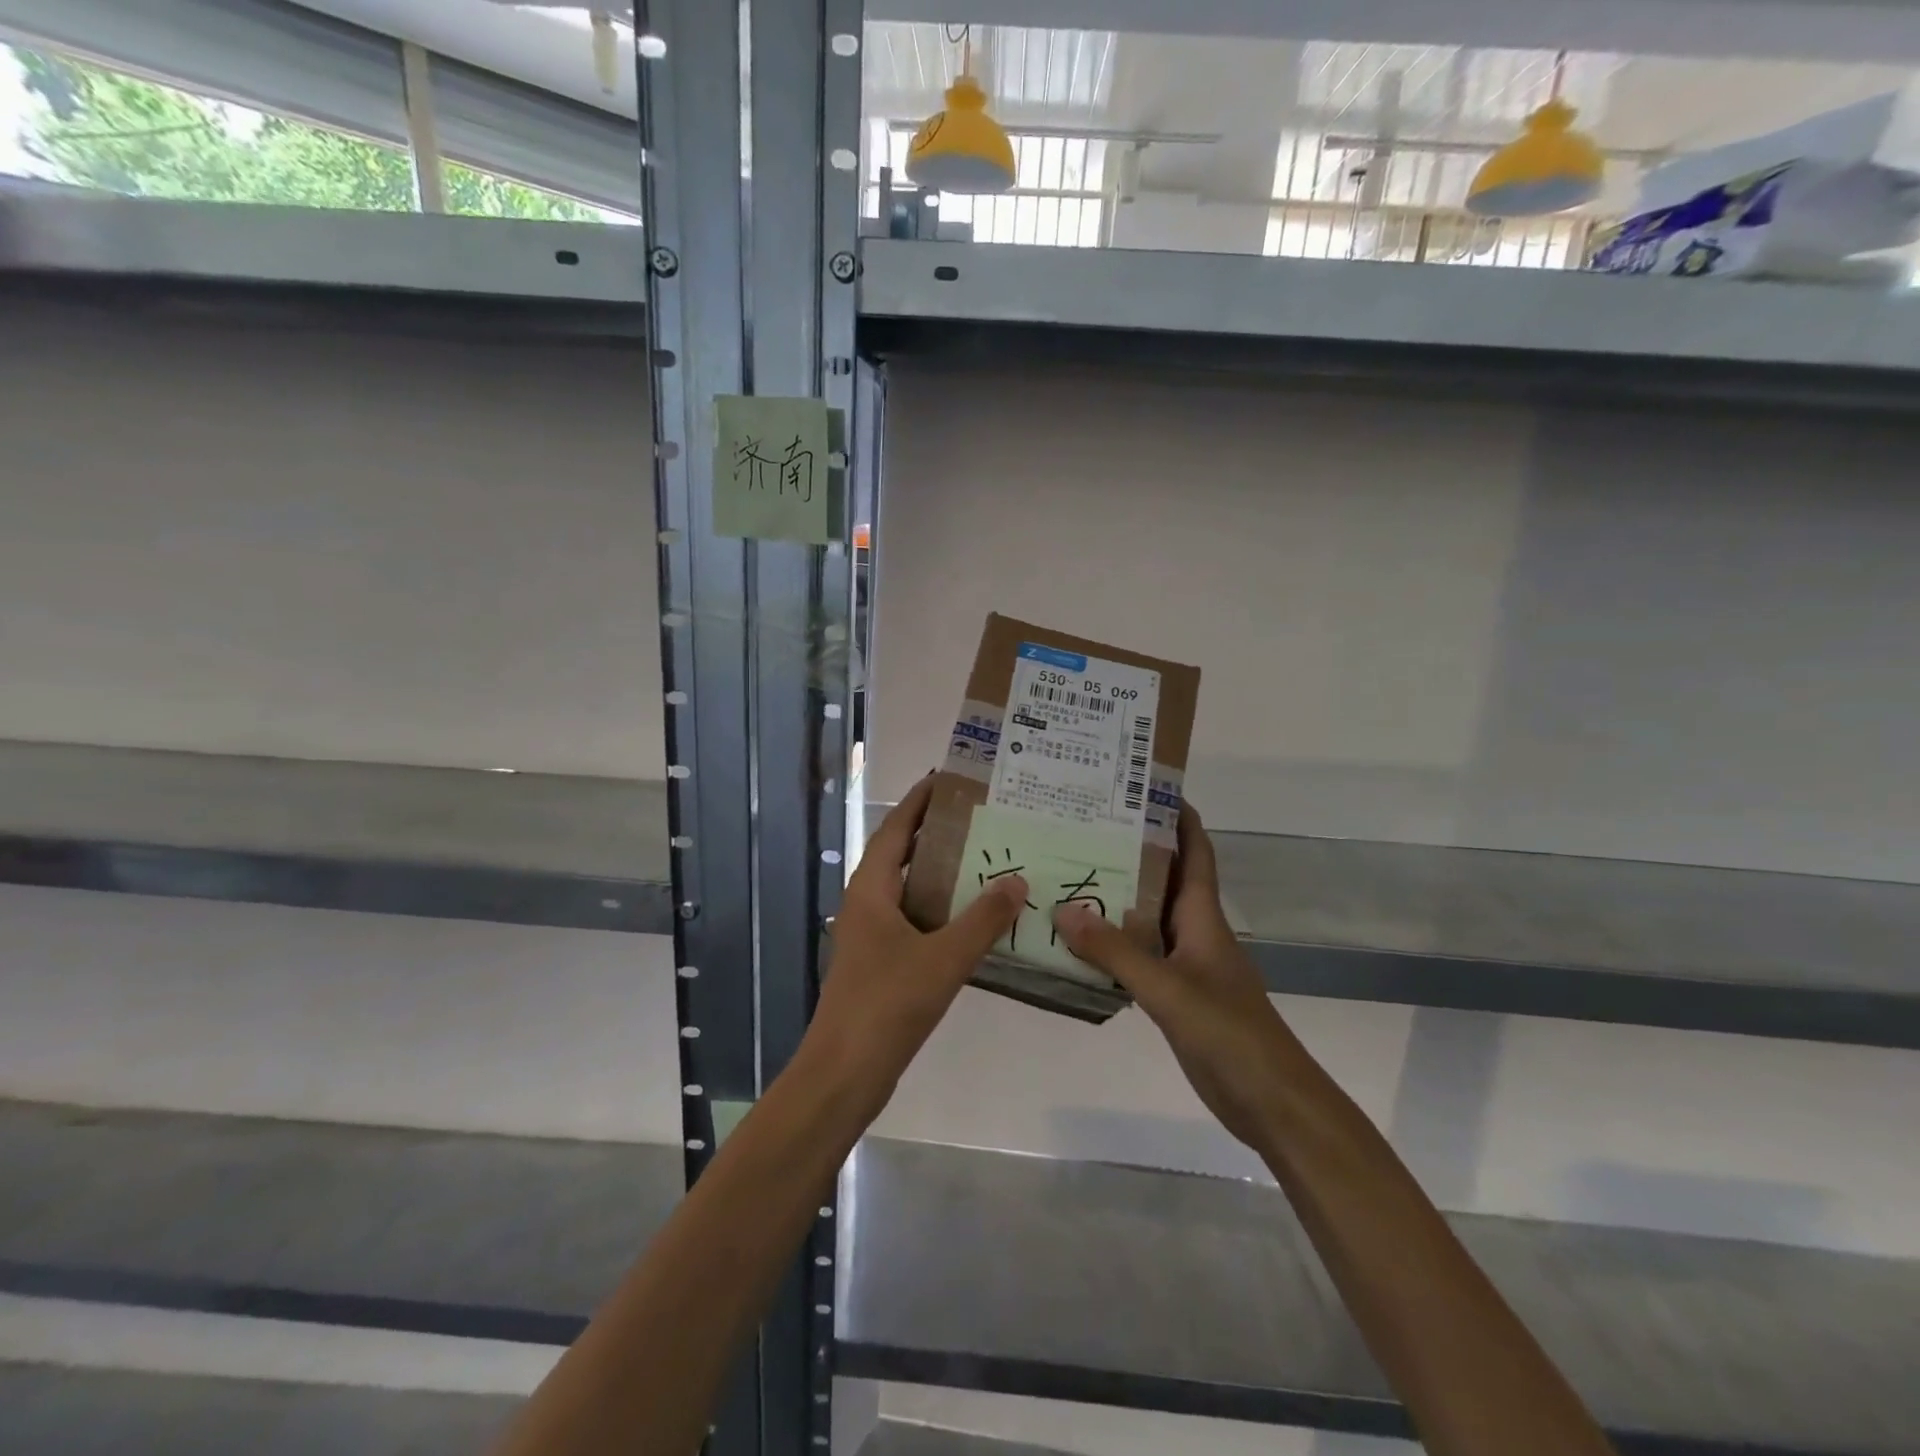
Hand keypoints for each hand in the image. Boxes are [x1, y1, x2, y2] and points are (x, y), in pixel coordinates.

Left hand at [805, 775, 1027, 1117]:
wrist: (844, 1073)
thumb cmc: (887, 1005)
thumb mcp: (944, 958)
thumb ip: (983, 919)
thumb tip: (1018, 880)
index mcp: (871, 889)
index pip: (896, 828)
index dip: (920, 801)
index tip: (949, 778)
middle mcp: (867, 902)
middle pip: (903, 854)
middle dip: (937, 833)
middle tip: (982, 817)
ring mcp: (872, 934)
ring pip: (911, 890)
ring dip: (943, 873)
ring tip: (987, 858)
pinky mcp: (881, 962)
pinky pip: (915, 920)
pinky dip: (942, 910)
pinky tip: (975, 918)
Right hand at [1053, 803, 1294, 1150]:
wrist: (1271, 1101)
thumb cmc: (1229, 1033)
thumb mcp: (1168, 988)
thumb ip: (1115, 952)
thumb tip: (1062, 909)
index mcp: (1203, 917)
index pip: (1195, 852)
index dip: (1179, 817)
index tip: (1145, 787)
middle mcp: (1194, 932)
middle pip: (1164, 879)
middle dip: (1132, 851)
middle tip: (1083, 828)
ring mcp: (1186, 965)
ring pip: (1147, 919)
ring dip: (1116, 898)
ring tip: (1070, 874)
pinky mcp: (1176, 996)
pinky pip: (1139, 957)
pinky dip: (1112, 945)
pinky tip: (1079, 943)